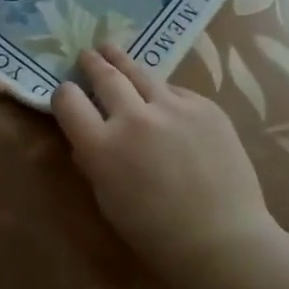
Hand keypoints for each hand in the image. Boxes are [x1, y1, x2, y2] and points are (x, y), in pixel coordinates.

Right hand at [52, 43, 278, 285]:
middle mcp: (133, 118)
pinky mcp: (205, 106)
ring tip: (111, 49)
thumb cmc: (156, 233)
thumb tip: (90, 135)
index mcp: (102, 147)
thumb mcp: (108, 199)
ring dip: (121, 60)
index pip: (68, 100)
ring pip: (140, 72)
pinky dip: (164, 94)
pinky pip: (176, 91)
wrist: (224, 240)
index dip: (64, 94)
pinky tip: (163, 100)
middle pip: (105, 76)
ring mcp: (173, 108)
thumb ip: (94, 160)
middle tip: (87, 55)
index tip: (68, 94)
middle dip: (92, 64)